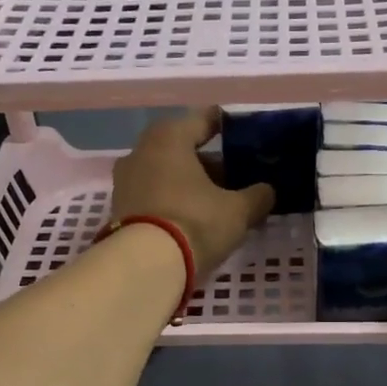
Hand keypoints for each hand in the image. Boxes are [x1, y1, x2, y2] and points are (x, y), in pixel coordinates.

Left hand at [109, 108, 274, 277]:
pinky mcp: (120, 210)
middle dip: (209, 162)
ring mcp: (125, 181)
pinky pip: (154, 196)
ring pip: (166, 174)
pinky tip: (192, 218)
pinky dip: (173, 201)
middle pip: (182, 149)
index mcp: (170, 137)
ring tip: (217, 202)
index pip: (203, 119)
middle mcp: (141, 151)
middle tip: (235, 176)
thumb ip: (257, 196)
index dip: (226, 125)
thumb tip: (267, 191)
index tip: (243, 133)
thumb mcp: (238, 211)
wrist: (145, 266)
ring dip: (190, 184)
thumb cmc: (195, 222)